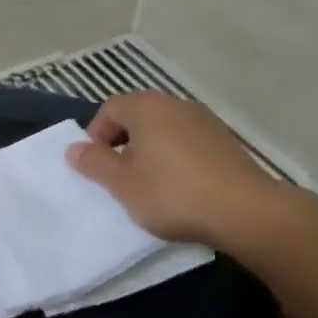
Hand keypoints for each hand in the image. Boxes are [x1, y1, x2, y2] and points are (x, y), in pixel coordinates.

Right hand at [64, 91, 283, 248]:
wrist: (244, 211)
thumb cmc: (171, 193)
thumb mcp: (122, 183)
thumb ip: (94, 163)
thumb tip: (74, 149)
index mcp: (148, 108)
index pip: (110, 108)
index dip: (96, 134)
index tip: (95, 165)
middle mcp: (177, 105)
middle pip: (139, 117)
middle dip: (122, 143)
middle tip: (117, 176)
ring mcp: (206, 122)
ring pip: (164, 131)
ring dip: (149, 152)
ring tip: (147, 185)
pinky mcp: (226, 143)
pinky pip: (187, 144)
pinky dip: (174, 160)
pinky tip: (178, 189)